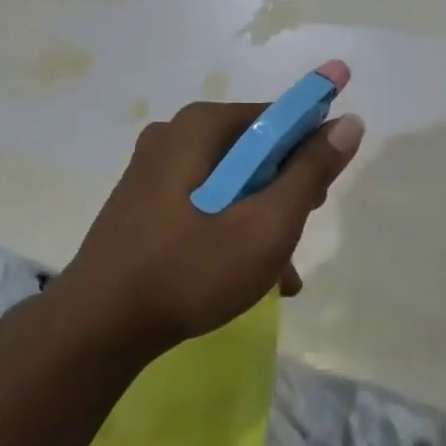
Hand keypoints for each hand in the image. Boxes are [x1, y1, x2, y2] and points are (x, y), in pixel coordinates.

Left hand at [58, 61, 364, 358]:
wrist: (96, 328)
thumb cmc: (189, 270)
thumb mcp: (266, 224)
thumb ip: (310, 171)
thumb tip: (349, 121)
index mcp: (201, 125)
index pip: (277, 117)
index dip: (310, 148)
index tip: (322, 195)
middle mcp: (174, 134)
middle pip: (253, 150)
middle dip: (284, 192)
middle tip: (297, 233)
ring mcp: (153, 169)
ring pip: (230, 183)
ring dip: (260, 220)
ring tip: (279, 273)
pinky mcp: (143, 202)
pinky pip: (203, 202)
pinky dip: (230, 229)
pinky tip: (247, 277)